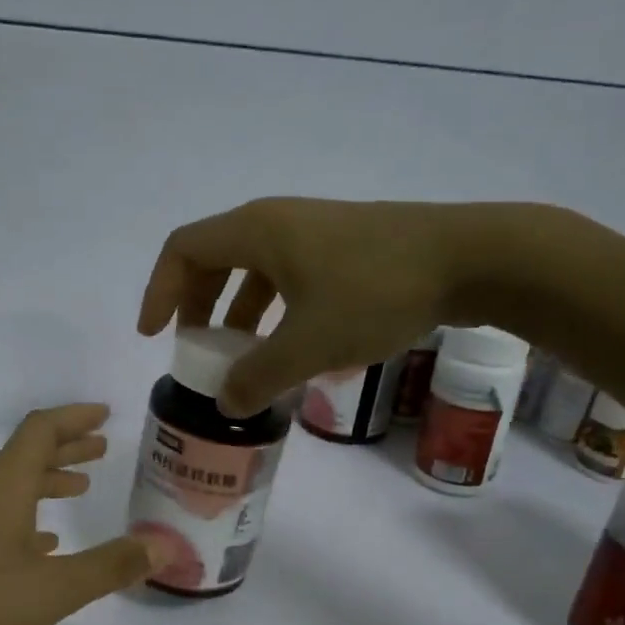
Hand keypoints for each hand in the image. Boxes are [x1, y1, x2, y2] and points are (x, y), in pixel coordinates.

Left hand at [0, 405, 152, 624]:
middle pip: (27, 453)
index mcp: (3, 486)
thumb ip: (111, 565)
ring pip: (13, 484)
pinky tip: (47, 540)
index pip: (41, 430)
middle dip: (68, 446)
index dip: (75, 418)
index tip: (105, 414)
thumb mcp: (55, 589)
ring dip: (49, 479)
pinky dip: (29, 513)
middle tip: (103, 447)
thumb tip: (164, 546)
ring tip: (82, 487)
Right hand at [137, 197, 538, 415]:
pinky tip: (291, 347)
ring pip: (255, 270)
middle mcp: (278, 222)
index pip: (183, 250)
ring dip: (237, 313)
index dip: (159, 291)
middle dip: (197, 307)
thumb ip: (257, 377)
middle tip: (196, 350)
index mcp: (257, 231)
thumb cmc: (376, 292)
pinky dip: (274, 311)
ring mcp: (314, 232)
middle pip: (215, 258)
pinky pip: (288, 276)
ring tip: (241, 358)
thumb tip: (226, 402)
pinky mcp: (344, 247)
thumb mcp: (308, 345)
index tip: (153, 335)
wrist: (471, 258)